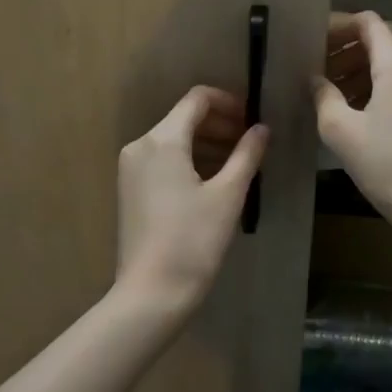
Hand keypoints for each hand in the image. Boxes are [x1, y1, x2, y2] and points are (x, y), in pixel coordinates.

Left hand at [115, 85, 268, 320]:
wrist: (152, 292)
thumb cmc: (194, 240)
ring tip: (238, 164)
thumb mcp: (228, 194)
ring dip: (207, 143)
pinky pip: (163, 160)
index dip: (228, 102)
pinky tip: (212, 181)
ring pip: (174, 140)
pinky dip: (189, 160)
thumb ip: (247, 154)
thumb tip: (261, 128)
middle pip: (184, 118)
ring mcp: (131, 168)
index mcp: (163, 140)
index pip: (197, 99)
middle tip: (251, 144)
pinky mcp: (130, 189)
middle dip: (219, 125)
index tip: (252, 121)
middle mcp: (141, 145)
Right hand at [314, 12, 391, 262]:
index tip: (313, 43)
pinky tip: (353, 112)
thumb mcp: (340, 130)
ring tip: (329, 94)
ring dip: (357, 72)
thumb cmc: (385, 164)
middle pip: (377, 43)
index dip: (338, 26)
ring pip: (388, 66)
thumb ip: (323, 96)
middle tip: (314, 72)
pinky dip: (374, 88)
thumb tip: (315, 79)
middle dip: (343, 52)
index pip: (367, 22)